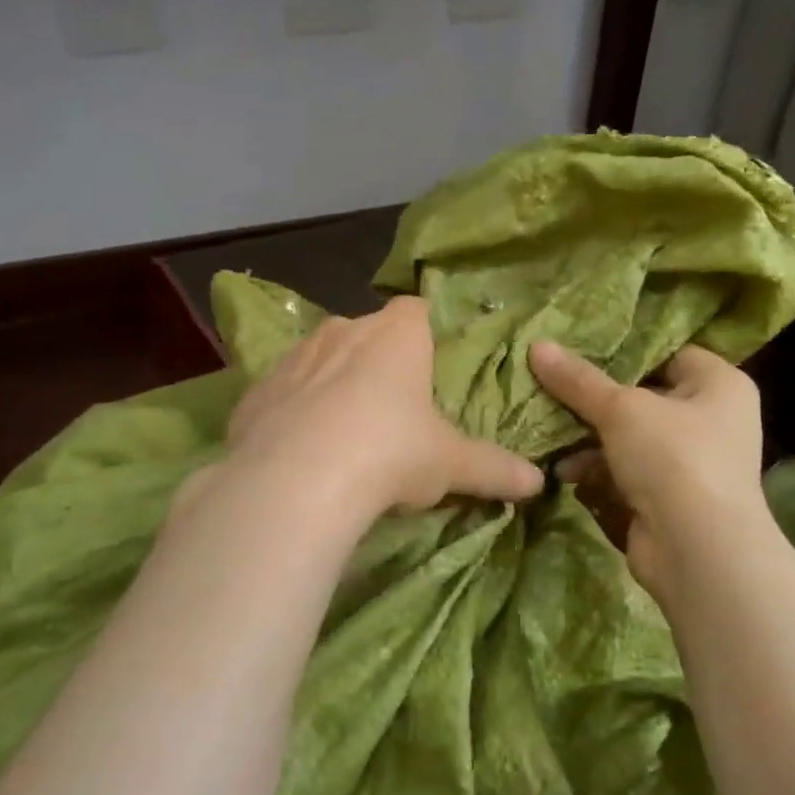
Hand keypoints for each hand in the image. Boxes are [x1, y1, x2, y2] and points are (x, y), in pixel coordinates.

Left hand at [219, 296, 542, 519]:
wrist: (298, 479)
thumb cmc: (391, 452)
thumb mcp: (451, 464)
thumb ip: (495, 469)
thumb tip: (539, 483)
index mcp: (396, 335)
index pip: (417, 311)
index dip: (425, 332)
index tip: (431, 364)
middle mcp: (343, 331)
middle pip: (366, 333)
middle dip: (377, 360)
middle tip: (393, 408)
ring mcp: (294, 358)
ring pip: (320, 358)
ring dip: (332, 383)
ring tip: (344, 432)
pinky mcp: (255, 392)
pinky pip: (282, 393)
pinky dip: (292, 412)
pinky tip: (299, 450)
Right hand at [528, 341, 771, 603]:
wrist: (699, 551)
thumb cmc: (673, 458)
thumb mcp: (620, 409)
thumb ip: (577, 379)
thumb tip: (536, 345)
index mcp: (718, 385)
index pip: (667, 354)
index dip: (624, 352)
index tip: (577, 349)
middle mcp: (711, 420)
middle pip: (642, 398)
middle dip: (594, 401)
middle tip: (550, 389)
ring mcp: (690, 463)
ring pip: (628, 439)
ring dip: (588, 440)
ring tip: (549, 436)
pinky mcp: (668, 499)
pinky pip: (626, 473)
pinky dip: (598, 471)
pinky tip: (565, 473)